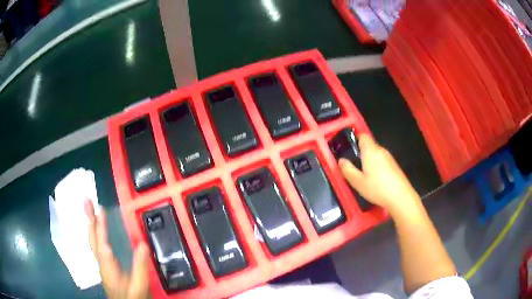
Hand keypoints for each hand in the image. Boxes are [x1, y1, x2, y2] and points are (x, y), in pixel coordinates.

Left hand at [84, 200, 149, 298]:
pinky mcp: (104, 265)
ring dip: (90, 223)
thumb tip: (143, 244)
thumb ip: (141, 267)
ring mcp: (101, 264)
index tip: (100, 209)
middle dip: (89, 219)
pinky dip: (94, 232)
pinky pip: (96, 244)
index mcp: (109, 266)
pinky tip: (95, 229)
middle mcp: (102, 262)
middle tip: (86, 200)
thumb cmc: (131, 296)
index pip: (103, 244)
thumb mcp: (140, 286)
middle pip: (92, 238)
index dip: (101, 227)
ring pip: (92, 240)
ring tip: (88, 209)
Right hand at [338, 134, 421, 213]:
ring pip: (375, 154)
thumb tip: (341, 160)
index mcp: (370, 151)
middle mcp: (381, 150)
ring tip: (364, 176)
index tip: (348, 149)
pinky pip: (382, 161)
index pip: (362, 136)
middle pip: (369, 145)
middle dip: (360, 153)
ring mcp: (389, 158)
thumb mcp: (357, 182)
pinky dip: (376, 166)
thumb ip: (347, 170)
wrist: (400, 197)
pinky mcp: (394, 166)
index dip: (354, 139)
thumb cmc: (377, 188)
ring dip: (369, 161)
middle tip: (353, 167)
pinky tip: (375, 180)